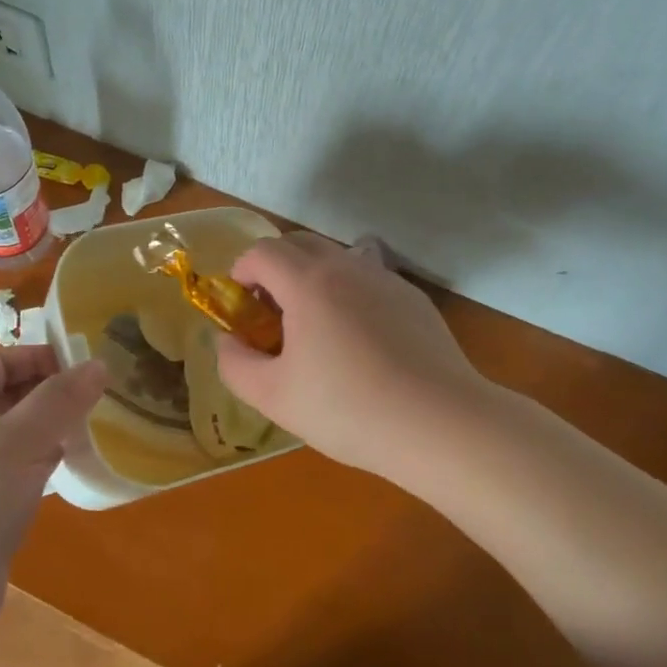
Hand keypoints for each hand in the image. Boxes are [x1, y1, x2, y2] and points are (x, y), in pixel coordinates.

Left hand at [0, 346, 105, 666]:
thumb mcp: (21, 443)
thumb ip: (60, 400)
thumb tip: (98, 364)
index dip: (40, 357)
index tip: (85, 368)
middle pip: (8, 394)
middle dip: (51, 392)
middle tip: (97, 398)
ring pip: (15, 433)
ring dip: (50, 428)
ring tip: (92, 429)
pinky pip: (14, 468)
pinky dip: (41, 462)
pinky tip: (69, 470)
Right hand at [214, 234, 486, 480]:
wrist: (439, 423)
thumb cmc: (349, 409)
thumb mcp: (274, 397)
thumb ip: (235, 364)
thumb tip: (227, 341)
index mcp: (308, 282)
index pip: (263, 251)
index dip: (242, 271)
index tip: (241, 305)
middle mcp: (347, 266)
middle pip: (299, 243)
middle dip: (275, 267)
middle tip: (271, 311)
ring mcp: (385, 279)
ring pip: (337, 257)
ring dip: (313, 277)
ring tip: (315, 327)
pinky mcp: (413, 298)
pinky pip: (368, 279)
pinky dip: (348, 293)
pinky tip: (360, 342)